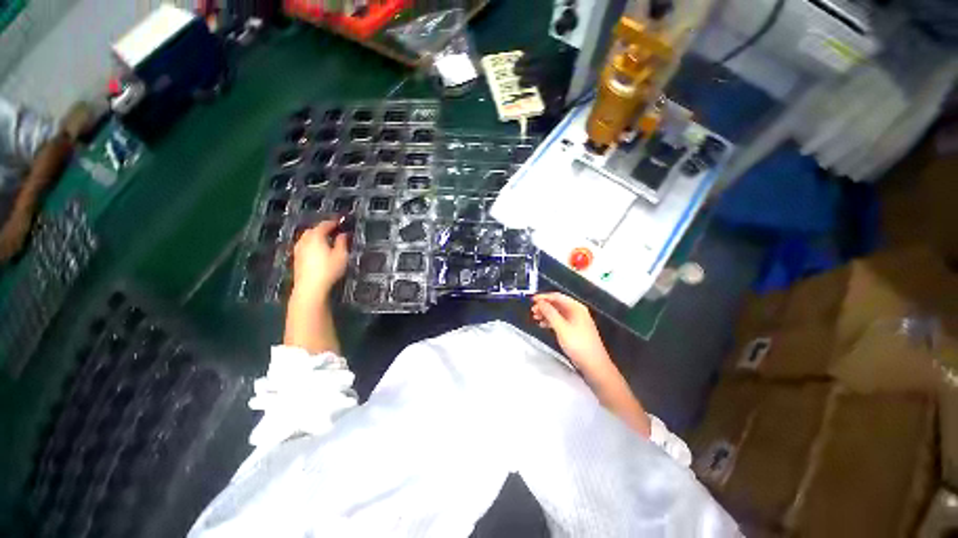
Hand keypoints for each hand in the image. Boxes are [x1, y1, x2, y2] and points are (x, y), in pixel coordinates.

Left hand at [291, 220, 348, 299]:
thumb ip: (342, 242)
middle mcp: (304, 240)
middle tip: (333, 230)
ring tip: (326, 240)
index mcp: (316, 236)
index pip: (324, 225)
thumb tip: (343, 234)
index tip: (340, 222)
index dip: (333, 222)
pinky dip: (312, 244)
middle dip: (323, 229)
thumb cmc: (328, 270)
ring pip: (307, 238)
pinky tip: (318, 250)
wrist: (310, 287)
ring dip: (316, 236)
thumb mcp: (341, 255)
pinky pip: (304, 246)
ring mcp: (298, 250)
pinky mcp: (297, 259)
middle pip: (313, 230)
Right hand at [531, 293, 611, 372]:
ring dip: (546, 314)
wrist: (594, 365)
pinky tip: (543, 324)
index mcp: (576, 308)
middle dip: (544, 306)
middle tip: (533, 310)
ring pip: (557, 312)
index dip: (544, 297)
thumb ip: (550, 313)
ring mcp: (575, 321)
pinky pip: (559, 320)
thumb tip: (541, 303)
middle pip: (557, 304)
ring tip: (536, 317)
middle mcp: (577, 312)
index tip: (533, 300)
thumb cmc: (579, 345)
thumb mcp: (561, 327)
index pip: (557, 297)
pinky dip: (550, 321)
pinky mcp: (574, 330)